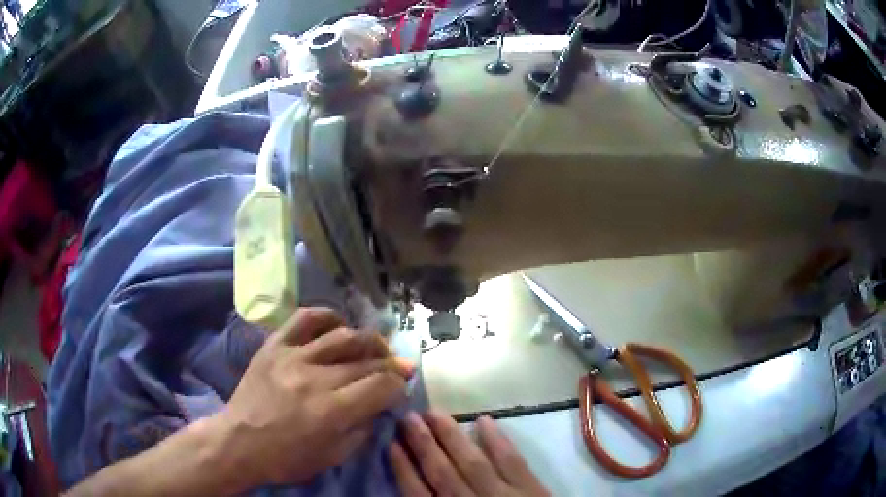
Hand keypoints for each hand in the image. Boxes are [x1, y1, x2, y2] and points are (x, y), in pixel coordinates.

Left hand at [220, 307, 411, 488]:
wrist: (239, 442)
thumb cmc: (288, 458)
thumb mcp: (335, 456)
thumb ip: (363, 427)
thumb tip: (380, 402)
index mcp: (332, 411)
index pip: (382, 385)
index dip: (399, 385)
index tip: (401, 387)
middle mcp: (316, 378)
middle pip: (367, 360)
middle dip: (390, 363)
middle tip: (398, 367)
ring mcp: (293, 357)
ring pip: (343, 336)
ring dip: (367, 340)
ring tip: (374, 347)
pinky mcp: (274, 345)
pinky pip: (305, 319)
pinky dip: (327, 316)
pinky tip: (338, 325)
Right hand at [390, 410, 549, 496]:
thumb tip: (416, 494)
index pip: (418, 494)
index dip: (403, 469)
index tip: (391, 444)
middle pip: (442, 473)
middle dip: (423, 444)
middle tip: (408, 416)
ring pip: (472, 463)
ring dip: (452, 437)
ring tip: (434, 413)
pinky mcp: (532, 491)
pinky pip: (513, 463)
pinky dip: (499, 442)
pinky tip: (485, 420)